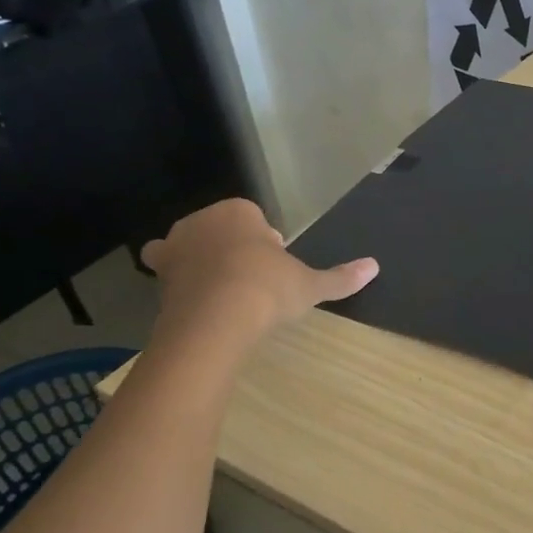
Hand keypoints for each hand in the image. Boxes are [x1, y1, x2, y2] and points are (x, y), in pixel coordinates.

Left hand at [142, 199, 377, 352]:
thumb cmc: (267, 289)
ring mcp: (175, 247)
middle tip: (255, 279)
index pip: (253, 217)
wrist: (215, 320)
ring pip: (191, 247)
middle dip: (234, 248)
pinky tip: (199, 303)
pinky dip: (180, 283)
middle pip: (221, 229)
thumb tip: (374, 267)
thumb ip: (340, 277)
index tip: (277, 265)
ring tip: (226, 291)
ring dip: (204, 262)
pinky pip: (169, 272)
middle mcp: (202, 222)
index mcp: (238, 212)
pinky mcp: (158, 276)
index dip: (266, 241)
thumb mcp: (310, 285)